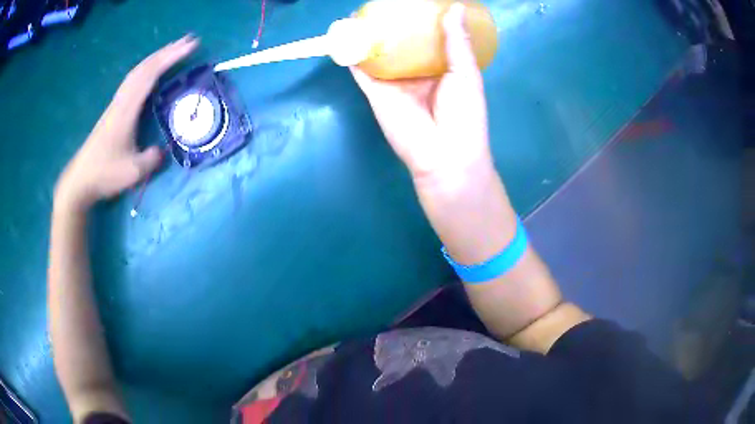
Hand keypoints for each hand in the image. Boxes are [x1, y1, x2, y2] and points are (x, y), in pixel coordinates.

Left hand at [55, 35, 198, 211]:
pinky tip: (151, 72)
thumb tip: (162, 150)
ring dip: (157, 58)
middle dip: (168, 51)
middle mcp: (121, 101)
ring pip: (137, 72)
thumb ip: (151, 159)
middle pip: (145, 67)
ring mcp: (116, 105)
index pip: (151, 75)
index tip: (191, 46)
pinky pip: (132, 81)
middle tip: (189, 40)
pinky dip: (146, 70)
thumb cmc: (104, 174)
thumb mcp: (132, 172)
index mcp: (127, 110)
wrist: (80, 181)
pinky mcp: (113, 111)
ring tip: (174, 50)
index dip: (171, 58)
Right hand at [350, 3, 491, 188]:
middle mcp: (415, 73)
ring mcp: (393, 82)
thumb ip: (457, 41)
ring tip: (363, 12)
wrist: (445, 154)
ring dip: (369, 35)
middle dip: (391, 25)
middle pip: (400, 44)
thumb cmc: (464, 114)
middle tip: (385, 3)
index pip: (427, 39)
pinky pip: (361, 69)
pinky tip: (346, 33)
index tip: (413, 3)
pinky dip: (352, 53)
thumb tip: (456, 7)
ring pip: (378, 53)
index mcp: (440, 68)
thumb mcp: (466, 73)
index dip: (420, 21)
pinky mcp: (375, 92)